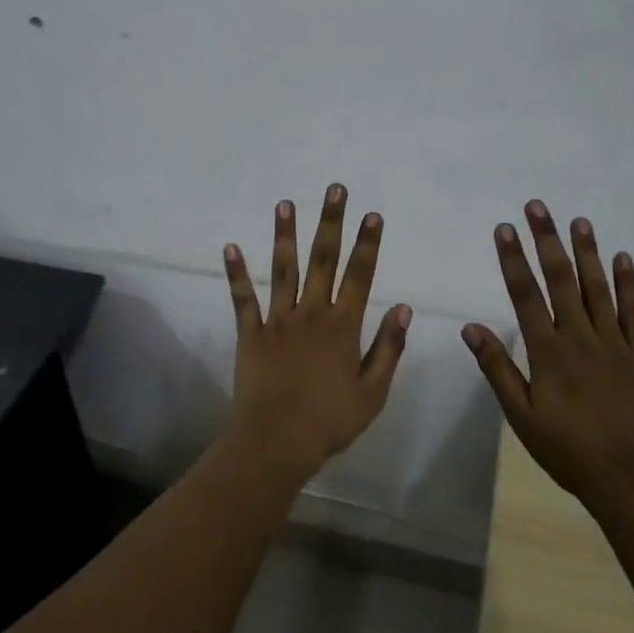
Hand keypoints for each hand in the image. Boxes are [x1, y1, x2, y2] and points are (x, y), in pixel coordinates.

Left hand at [222, 184, 412, 478]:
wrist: (276, 443)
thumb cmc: (330, 421)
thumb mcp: (373, 392)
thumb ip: (388, 347)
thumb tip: (403, 307)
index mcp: (342, 327)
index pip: (359, 276)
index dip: (367, 244)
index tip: (372, 214)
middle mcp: (310, 314)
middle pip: (323, 260)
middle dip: (331, 222)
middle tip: (334, 189)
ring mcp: (277, 321)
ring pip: (283, 269)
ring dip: (285, 235)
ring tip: (285, 203)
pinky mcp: (250, 333)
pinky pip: (243, 298)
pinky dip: (236, 273)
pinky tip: (230, 246)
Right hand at [462, 201, 633, 502]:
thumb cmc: (569, 450)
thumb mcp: (522, 417)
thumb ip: (497, 369)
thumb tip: (470, 328)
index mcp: (548, 352)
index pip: (525, 295)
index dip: (513, 259)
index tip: (504, 228)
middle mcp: (580, 338)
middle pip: (561, 280)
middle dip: (547, 241)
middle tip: (538, 207)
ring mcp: (615, 343)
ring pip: (598, 288)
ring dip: (587, 252)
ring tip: (578, 221)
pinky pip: (633, 311)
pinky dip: (627, 283)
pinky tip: (622, 258)